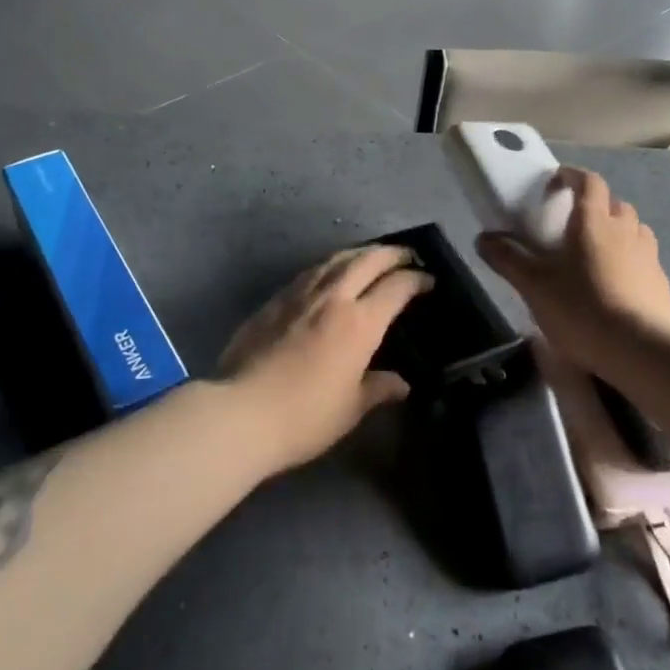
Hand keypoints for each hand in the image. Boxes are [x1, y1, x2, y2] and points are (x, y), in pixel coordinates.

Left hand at [219, 244, 432, 470]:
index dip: (416, 280)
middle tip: (407, 255)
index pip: (396, 288)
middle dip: (392, 254)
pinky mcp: (274, 300)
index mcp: (359, 323)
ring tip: (372, 256)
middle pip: (367, 261)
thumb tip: (402, 383)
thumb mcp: (350, 408)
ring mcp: (300, 294)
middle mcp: (333, 298)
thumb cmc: (305, 416)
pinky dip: (330, 265)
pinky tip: (330, 273)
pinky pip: (311, 272)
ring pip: (336, 259)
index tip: (428, 280)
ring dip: (360, 253)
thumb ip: (378, 389)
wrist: (240, 412)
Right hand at [476, 165, 669, 375]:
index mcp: (594, 221)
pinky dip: (630, 261)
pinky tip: (616, 285)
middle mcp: (626, 230)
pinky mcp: (661, 283)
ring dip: (616, 232)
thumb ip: (507, 258)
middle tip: (573, 223)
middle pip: (614, 204)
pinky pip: (644, 260)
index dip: (572, 176)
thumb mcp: (533, 285)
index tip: (555, 182)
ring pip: (634, 230)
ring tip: (596, 253)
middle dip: (595, 206)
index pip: (588, 181)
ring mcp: (649, 256)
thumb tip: (483, 238)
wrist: (640, 349)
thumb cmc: (581, 307)